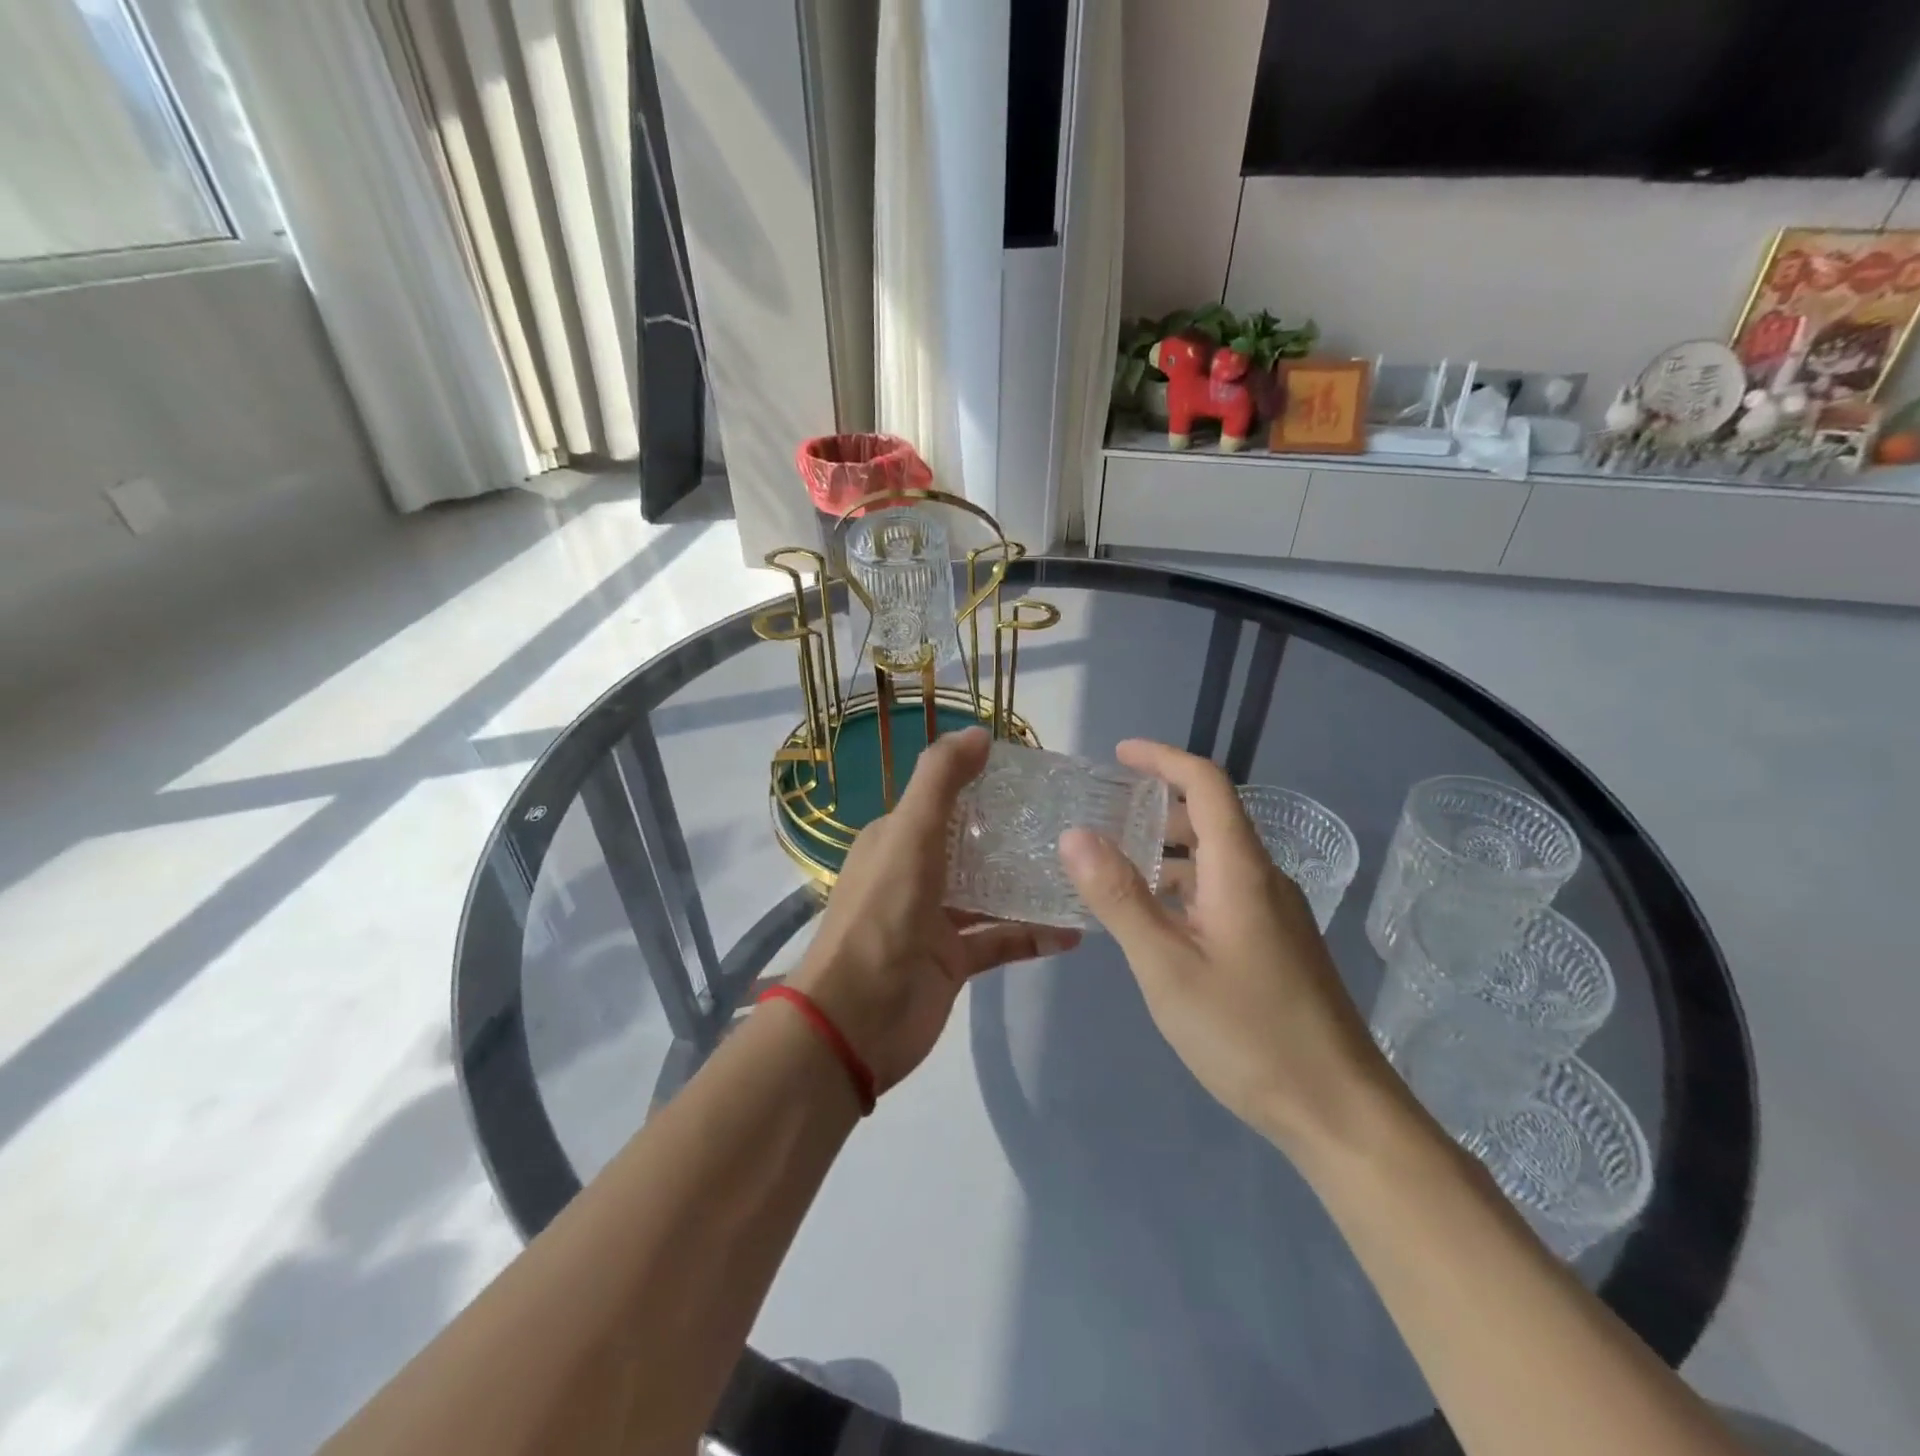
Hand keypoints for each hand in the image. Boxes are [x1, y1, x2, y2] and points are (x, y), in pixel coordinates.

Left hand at [789, 726, 1078, 1094]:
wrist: (857, 1017)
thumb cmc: (883, 914)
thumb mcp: (909, 833)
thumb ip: (940, 780)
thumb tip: (979, 733)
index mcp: (896, 840)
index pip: (943, 800)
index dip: (981, 784)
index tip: (1034, 778)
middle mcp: (914, 874)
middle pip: (970, 846)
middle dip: (1012, 835)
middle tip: (1069, 822)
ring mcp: (934, 921)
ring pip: (989, 894)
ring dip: (1026, 884)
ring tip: (1078, 870)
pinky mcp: (952, 963)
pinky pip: (999, 940)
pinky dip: (1031, 935)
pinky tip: (1072, 930)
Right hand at [1057, 740, 1393, 1155]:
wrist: (1340, 1112)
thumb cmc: (1248, 1034)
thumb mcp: (1166, 966)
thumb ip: (1119, 897)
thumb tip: (1075, 834)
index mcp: (1241, 870)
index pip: (1206, 784)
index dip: (1162, 758)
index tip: (1118, 754)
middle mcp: (1264, 880)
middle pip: (1212, 818)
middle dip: (1158, 805)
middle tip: (1104, 813)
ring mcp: (1276, 914)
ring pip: (1217, 860)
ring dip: (1168, 851)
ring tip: (1114, 866)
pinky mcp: (1278, 946)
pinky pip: (1224, 893)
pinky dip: (1184, 887)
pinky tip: (1155, 921)